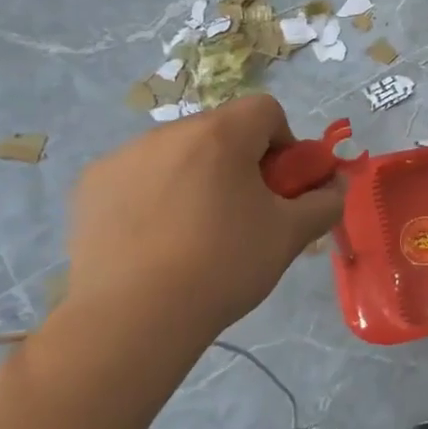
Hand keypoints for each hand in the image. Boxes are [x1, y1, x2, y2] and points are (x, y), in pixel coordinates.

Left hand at [65, 95, 343, 344]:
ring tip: (196, 232)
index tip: (280, 187)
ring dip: (198, 175)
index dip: (284, 143)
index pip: (266, 110)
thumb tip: (337, 185)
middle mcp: (168, 132)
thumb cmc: (223, 265)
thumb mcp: (291, 235)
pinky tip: (155, 240)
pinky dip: (156, 194)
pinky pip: (139, 175)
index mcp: (220, 135)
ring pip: (179, 152)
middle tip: (245, 213)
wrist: (132, 319)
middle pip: (221, 130)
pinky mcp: (90, 187)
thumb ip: (325, 201)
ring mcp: (122, 157)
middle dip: (241, 161)